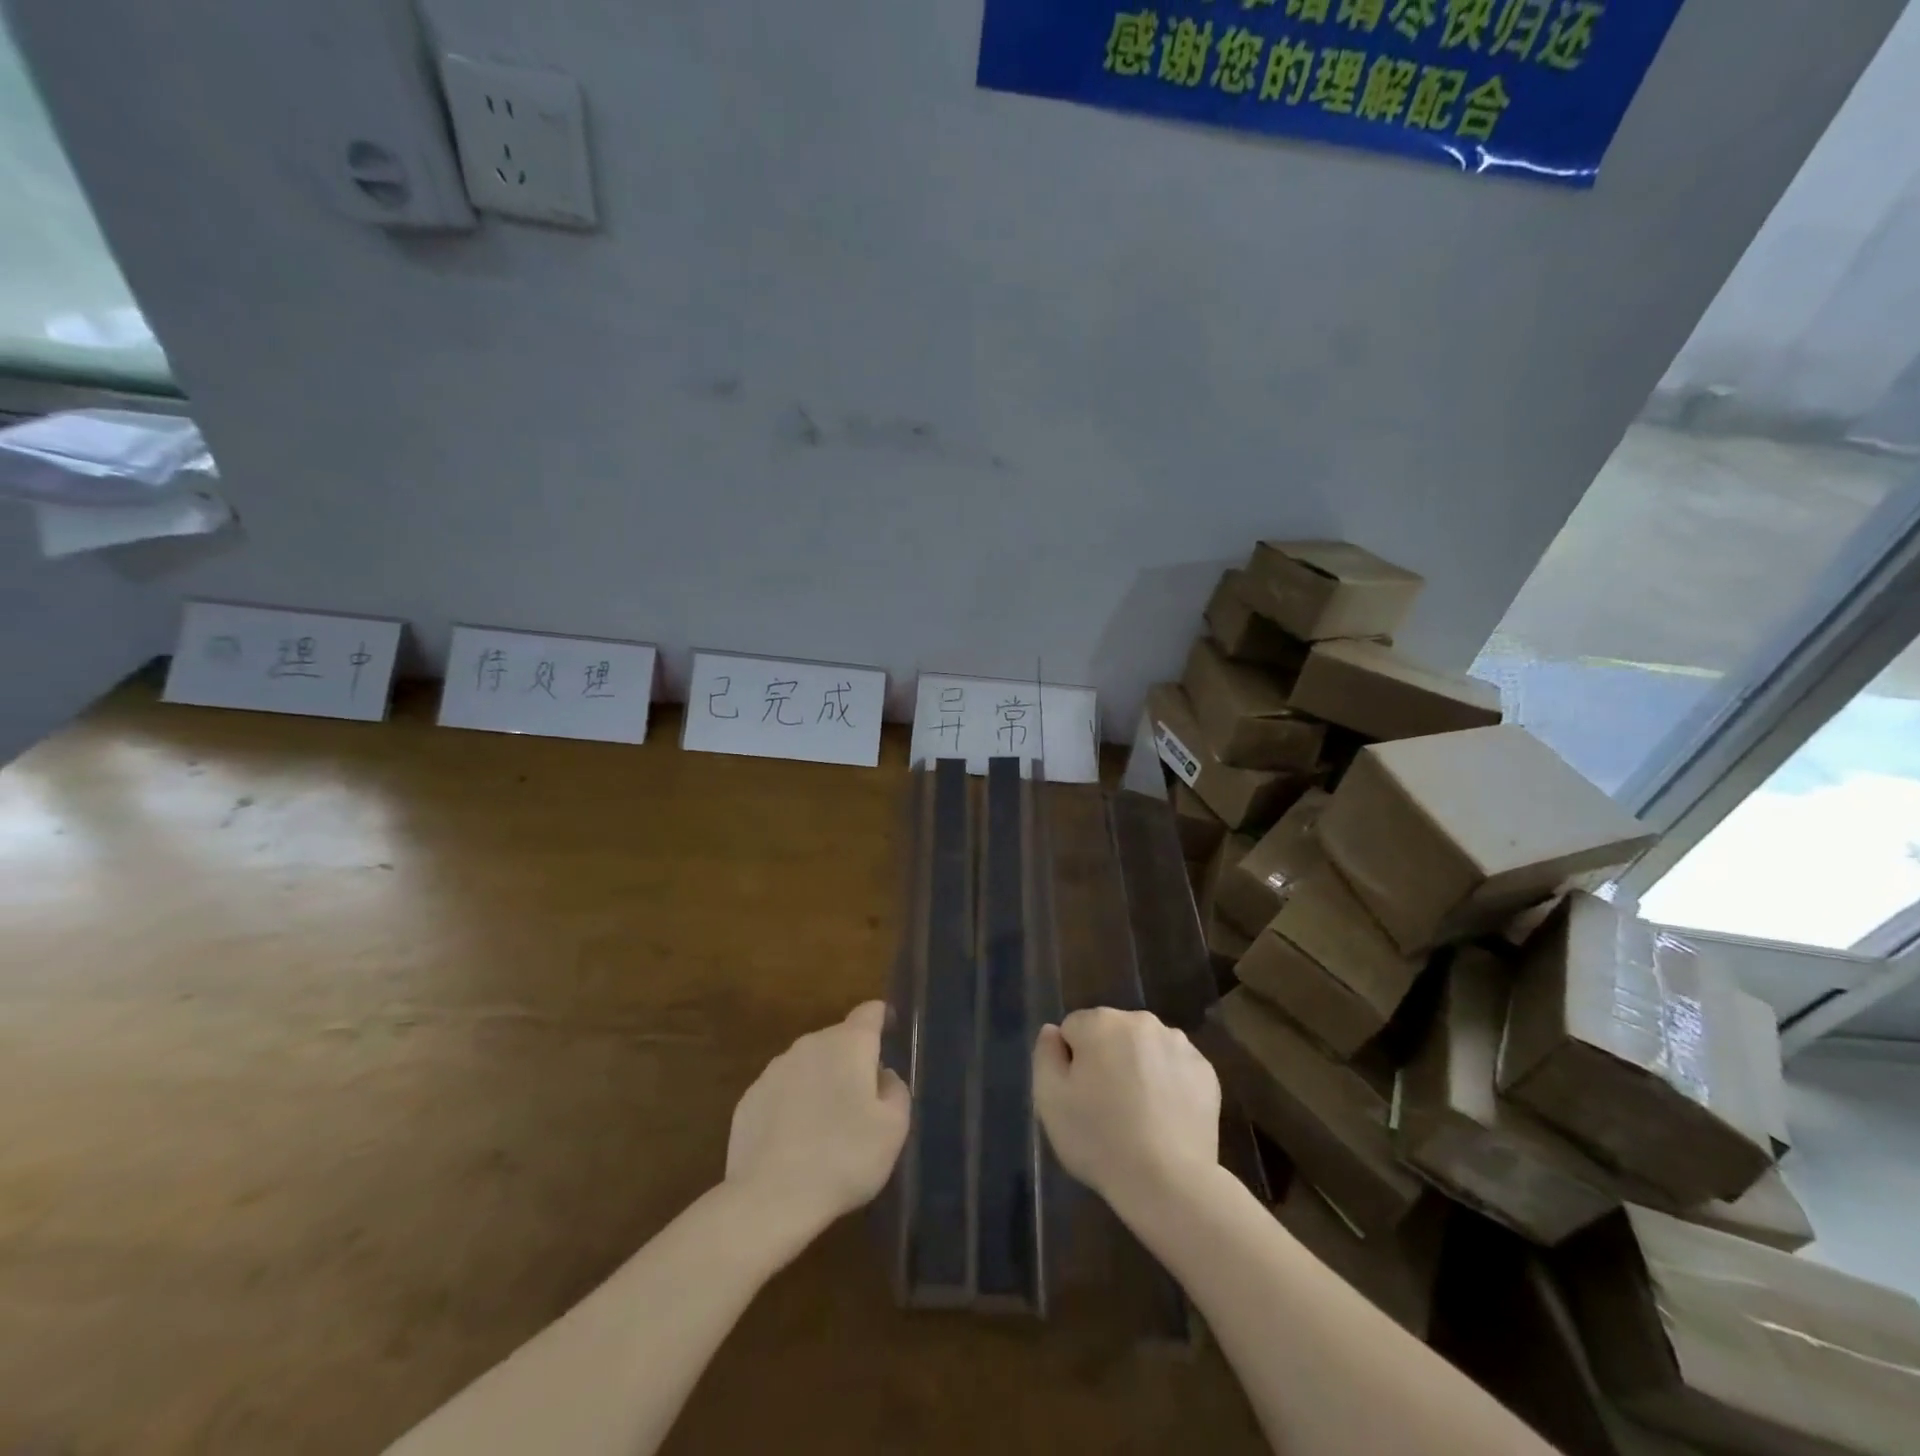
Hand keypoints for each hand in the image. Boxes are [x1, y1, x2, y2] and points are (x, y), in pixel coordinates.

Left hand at [726, 1001, 909, 1223]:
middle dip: (853, 1060)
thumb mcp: (894, 1128)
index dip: (882, 1018)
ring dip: (822, 1082)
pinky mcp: (749, 1098)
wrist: (770, 1199)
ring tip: (828, 1126)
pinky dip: (794, 1105)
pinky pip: (783, 1091)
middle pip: (839, 1039)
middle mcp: (810, 1044)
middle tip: (863, 1099)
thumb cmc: (843, 1158)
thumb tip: (882, 1076)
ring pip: (809, 1065)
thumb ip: (896, 1090)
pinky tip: (797, 1142)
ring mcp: (774, 1070)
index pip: (870, 1012)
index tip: (890, 1033)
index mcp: (849, 1044)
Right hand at [1033, 1007, 1220, 1214]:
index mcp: (1101, 1022)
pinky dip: (1168, 1083)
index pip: (1073, 1029)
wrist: (1169, 1182)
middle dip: (1105, 1059)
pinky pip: (1174, 1067)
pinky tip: (1164, 1117)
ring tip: (1138, 1114)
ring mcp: (1178, 1044)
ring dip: (1137, 1067)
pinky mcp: (1205, 1071)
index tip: (1078, 1096)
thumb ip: (1045, 1055)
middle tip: (1105, 1106)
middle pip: (1111, 1033)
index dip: (1071, 1062)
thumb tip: (1054, 1032)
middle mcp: (1141, 1021)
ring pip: (1144, 1048)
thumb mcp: (1049, 1100)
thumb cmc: (1099, 1139)